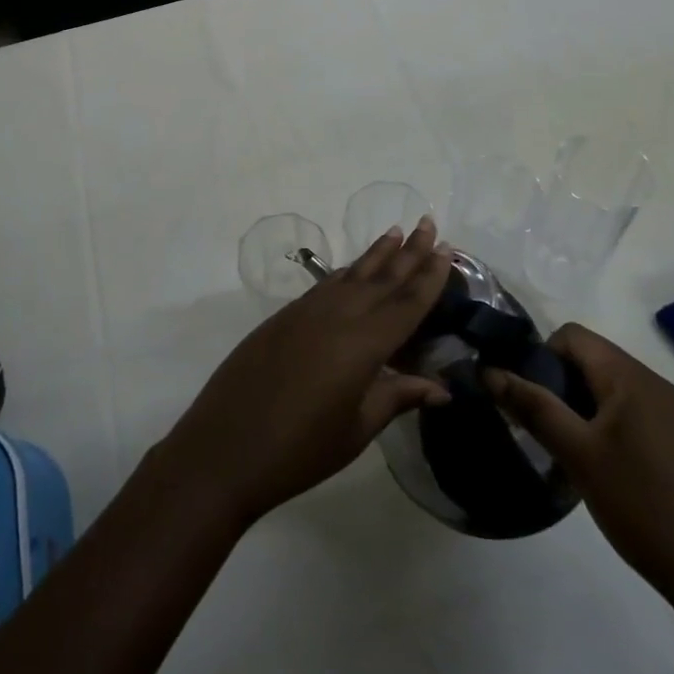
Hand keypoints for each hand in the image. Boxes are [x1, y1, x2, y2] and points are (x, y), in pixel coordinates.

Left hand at [158, 218, 453, 525]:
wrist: (225, 446)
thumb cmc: (300, 449)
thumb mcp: (356, 428)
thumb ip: (396, 397)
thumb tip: (442, 387)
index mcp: (362, 344)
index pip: (406, 303)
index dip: (430, 276)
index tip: (448, 248)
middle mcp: (336, 316)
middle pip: (381, 278)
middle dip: (408, 251)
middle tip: (429, 223)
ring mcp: (306, 312)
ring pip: (351, 274)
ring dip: (376, 254)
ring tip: (395, 232)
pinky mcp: (284, 317)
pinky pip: (326, 285)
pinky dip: (346, 272)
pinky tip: (353, 269)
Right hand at [484, 323, 673, 608]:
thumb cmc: (644, 506)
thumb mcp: (577, 454)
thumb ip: (532, 406)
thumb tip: (488, 371)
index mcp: (630, 377)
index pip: (571, 336)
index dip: (539, 356)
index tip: (524, 396)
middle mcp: (653, 384)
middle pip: (589, 359)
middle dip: (555, 382)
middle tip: (535, 424)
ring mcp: (671, 413)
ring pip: (606, 388)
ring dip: (576, 406)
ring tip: (560, 447)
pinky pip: (628, 412)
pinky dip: (602, 424)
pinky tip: (596, 465)